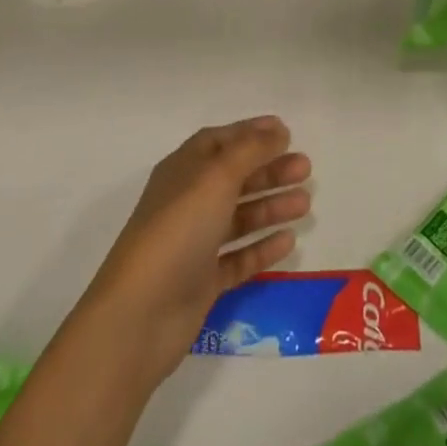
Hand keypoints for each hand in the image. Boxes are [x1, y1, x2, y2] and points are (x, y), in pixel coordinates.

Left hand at [82, 117, 311, 379]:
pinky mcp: (202, 281)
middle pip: (235, 178)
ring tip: (305, 204)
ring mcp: (194, 243)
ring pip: (239, 217)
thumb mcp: (216, 177)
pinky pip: (238, 257)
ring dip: (271, 206)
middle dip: (270, 170)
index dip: (251, 133)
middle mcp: (189, 202)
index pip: (220, 141)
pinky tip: (288, 241)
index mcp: (184, 170)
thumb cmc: (178, 230)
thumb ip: (250, 150)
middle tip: (306, 169)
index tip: (286, 132)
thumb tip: (277, 130)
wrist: (140, 315)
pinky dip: (261, 247)